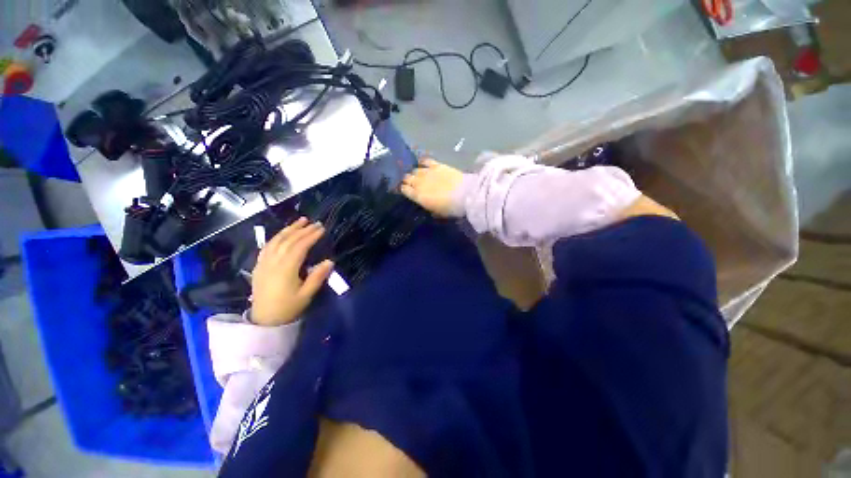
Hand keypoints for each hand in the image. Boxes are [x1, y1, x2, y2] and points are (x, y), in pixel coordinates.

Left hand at [251, 218, 333, 326]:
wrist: (264, 320)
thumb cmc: (288, 308)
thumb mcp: (306, 295)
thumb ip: (317, 277)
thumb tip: (329, 261)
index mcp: (285, 269)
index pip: (299, 247)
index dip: (311, 236)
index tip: (322, 229)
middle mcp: (273, 262)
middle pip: (288, 241)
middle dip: (302, 230)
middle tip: (315, 223)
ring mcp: (264, 263)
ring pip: (276, 241)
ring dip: (289, 229)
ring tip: (300, 221)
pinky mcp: (259, 265)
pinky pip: (267, 246)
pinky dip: (277, 237)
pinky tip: (283, 233)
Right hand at [400, 158, 464, 216]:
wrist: (464, 194)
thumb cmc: (450, 208)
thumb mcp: (437, 212)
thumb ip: (428, 206)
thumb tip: (426, 203)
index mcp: (418, 196)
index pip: (404, 190)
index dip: (404, 189)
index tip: (405, 190)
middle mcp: (419, 183)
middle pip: (407, 178)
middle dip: (408, 180)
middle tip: (411, 183)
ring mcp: (427, 172)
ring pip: (415, 170)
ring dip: (414, 173)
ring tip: (417, 175)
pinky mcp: (437, 165)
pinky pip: (425, 161)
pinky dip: (423, 162)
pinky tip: (423, 163)